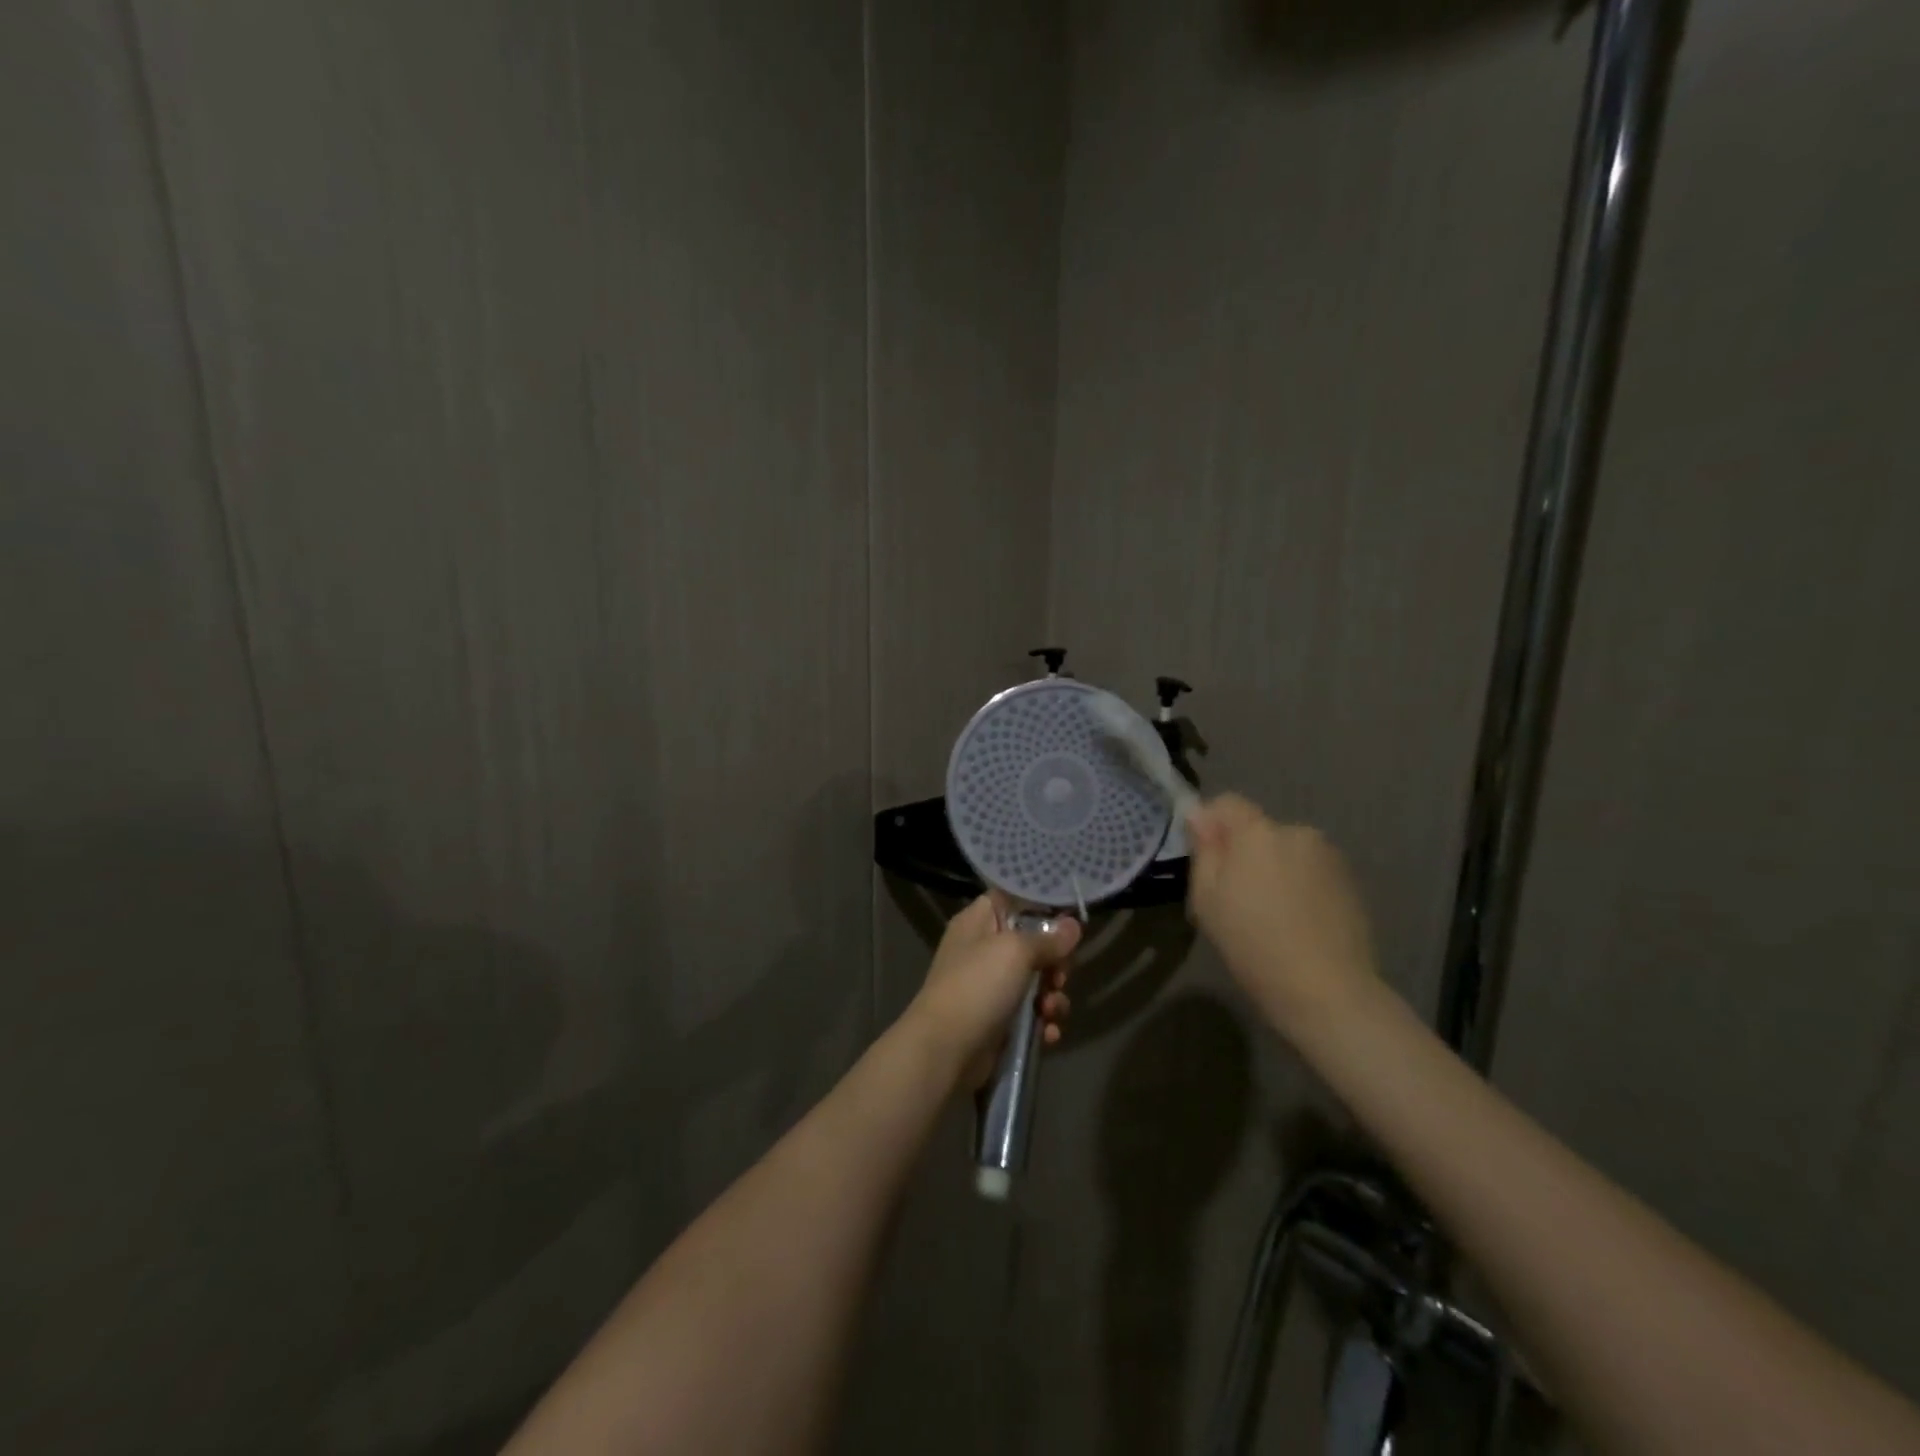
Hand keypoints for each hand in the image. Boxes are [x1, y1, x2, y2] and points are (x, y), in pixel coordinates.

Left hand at [904, 893, 1081, 1086]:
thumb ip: (1048, 939)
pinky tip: (1048, 1033)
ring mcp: (990, 987)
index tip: (1069, 918)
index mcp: (978, 922)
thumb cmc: (978, 986)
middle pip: (1031, 944)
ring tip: (1050, 1010)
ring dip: (1052, 996)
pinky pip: (1030, 1014)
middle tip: (1060, 975)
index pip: (1012, 899)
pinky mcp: (998, 1021)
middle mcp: (983, 950)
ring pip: (1036, 982)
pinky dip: (1042, 1022)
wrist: (945, 1049)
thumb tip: (1073, 925)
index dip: (1040, 906)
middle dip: (1054, 962)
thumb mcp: (1015, 952)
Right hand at [1187, 794, 1379, 1032]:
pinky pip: (1311, 870)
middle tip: (1235, 895)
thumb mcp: (1206, 899)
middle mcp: (1297, 832)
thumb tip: (1200, 817)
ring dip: (1274, 868)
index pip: (1228, 803)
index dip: (1211, 823)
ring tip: (1270, 913)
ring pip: (1287, 851)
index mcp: (1258, 832)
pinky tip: (1298, 922)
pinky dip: (1299, 885)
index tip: (1204, 856)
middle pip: (1259, 830)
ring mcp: (1329, 856)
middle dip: (1245, 851)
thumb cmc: (1253, 943)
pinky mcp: (1351, 881)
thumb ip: (1204, 850)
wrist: (1327, 990)